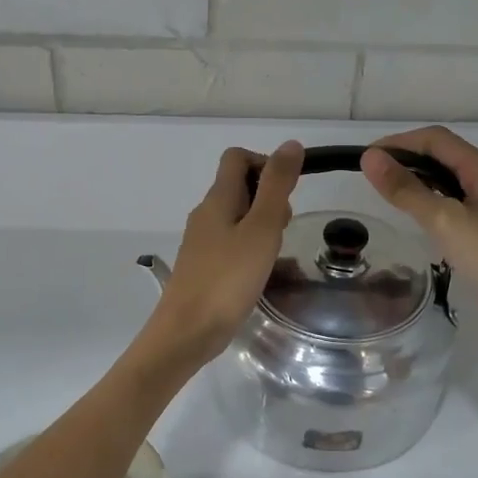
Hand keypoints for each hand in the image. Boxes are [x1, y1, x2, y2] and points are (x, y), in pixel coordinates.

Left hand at [142, 141, 303, 364]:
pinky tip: (262, 272)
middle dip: (269, 198)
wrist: (187, 332)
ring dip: (262, 225)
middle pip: (239, 186)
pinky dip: (251, 248)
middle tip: (282, 229)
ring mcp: (201, 241)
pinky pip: (232, 243)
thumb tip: (290, 144)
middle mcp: (206, 214)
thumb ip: (276, 186)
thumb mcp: (261, 229)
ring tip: (275, 253)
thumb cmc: (228, 279)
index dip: (266, 163)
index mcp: (217, 199)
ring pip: (238, 217)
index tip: (287, 192)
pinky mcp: (203, 266)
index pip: (237, 158)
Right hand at [360, 127, 477, 351]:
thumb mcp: (444, 220)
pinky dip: (432, 200)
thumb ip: (406, 189)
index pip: (436, 139)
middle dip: (407, 158)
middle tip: (373, 177)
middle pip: (444, 155)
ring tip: (388, 194)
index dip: (399, 142)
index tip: (366, 158)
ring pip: (450, 179)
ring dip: (419, 179)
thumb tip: (370, 158)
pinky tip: (417, 217)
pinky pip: (456, 202)